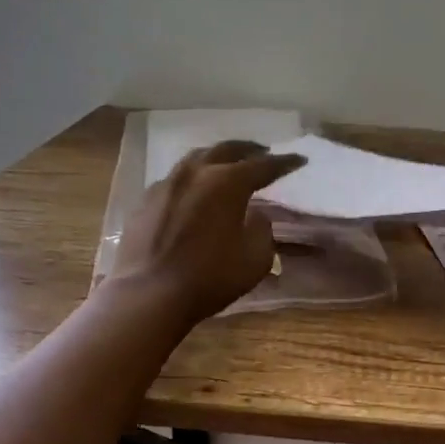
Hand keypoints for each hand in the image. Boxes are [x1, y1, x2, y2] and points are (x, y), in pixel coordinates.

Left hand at [111, 141, 305, 325]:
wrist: (149, 293)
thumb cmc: (210, 276)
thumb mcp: (255, 258)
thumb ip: (261, 229)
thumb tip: (254, 215)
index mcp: (227, 182)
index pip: (264, 166)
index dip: (285, 162)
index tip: (299, 160)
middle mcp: (196, 173)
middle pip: (226, 150)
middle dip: (249, 149)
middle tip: (263, 152)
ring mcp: (166, 184)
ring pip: (196, 158)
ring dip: (218, 157)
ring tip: (228, 164)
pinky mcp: (145, 201)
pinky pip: (175, 179)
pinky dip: (193, 179)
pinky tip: (195, 191)